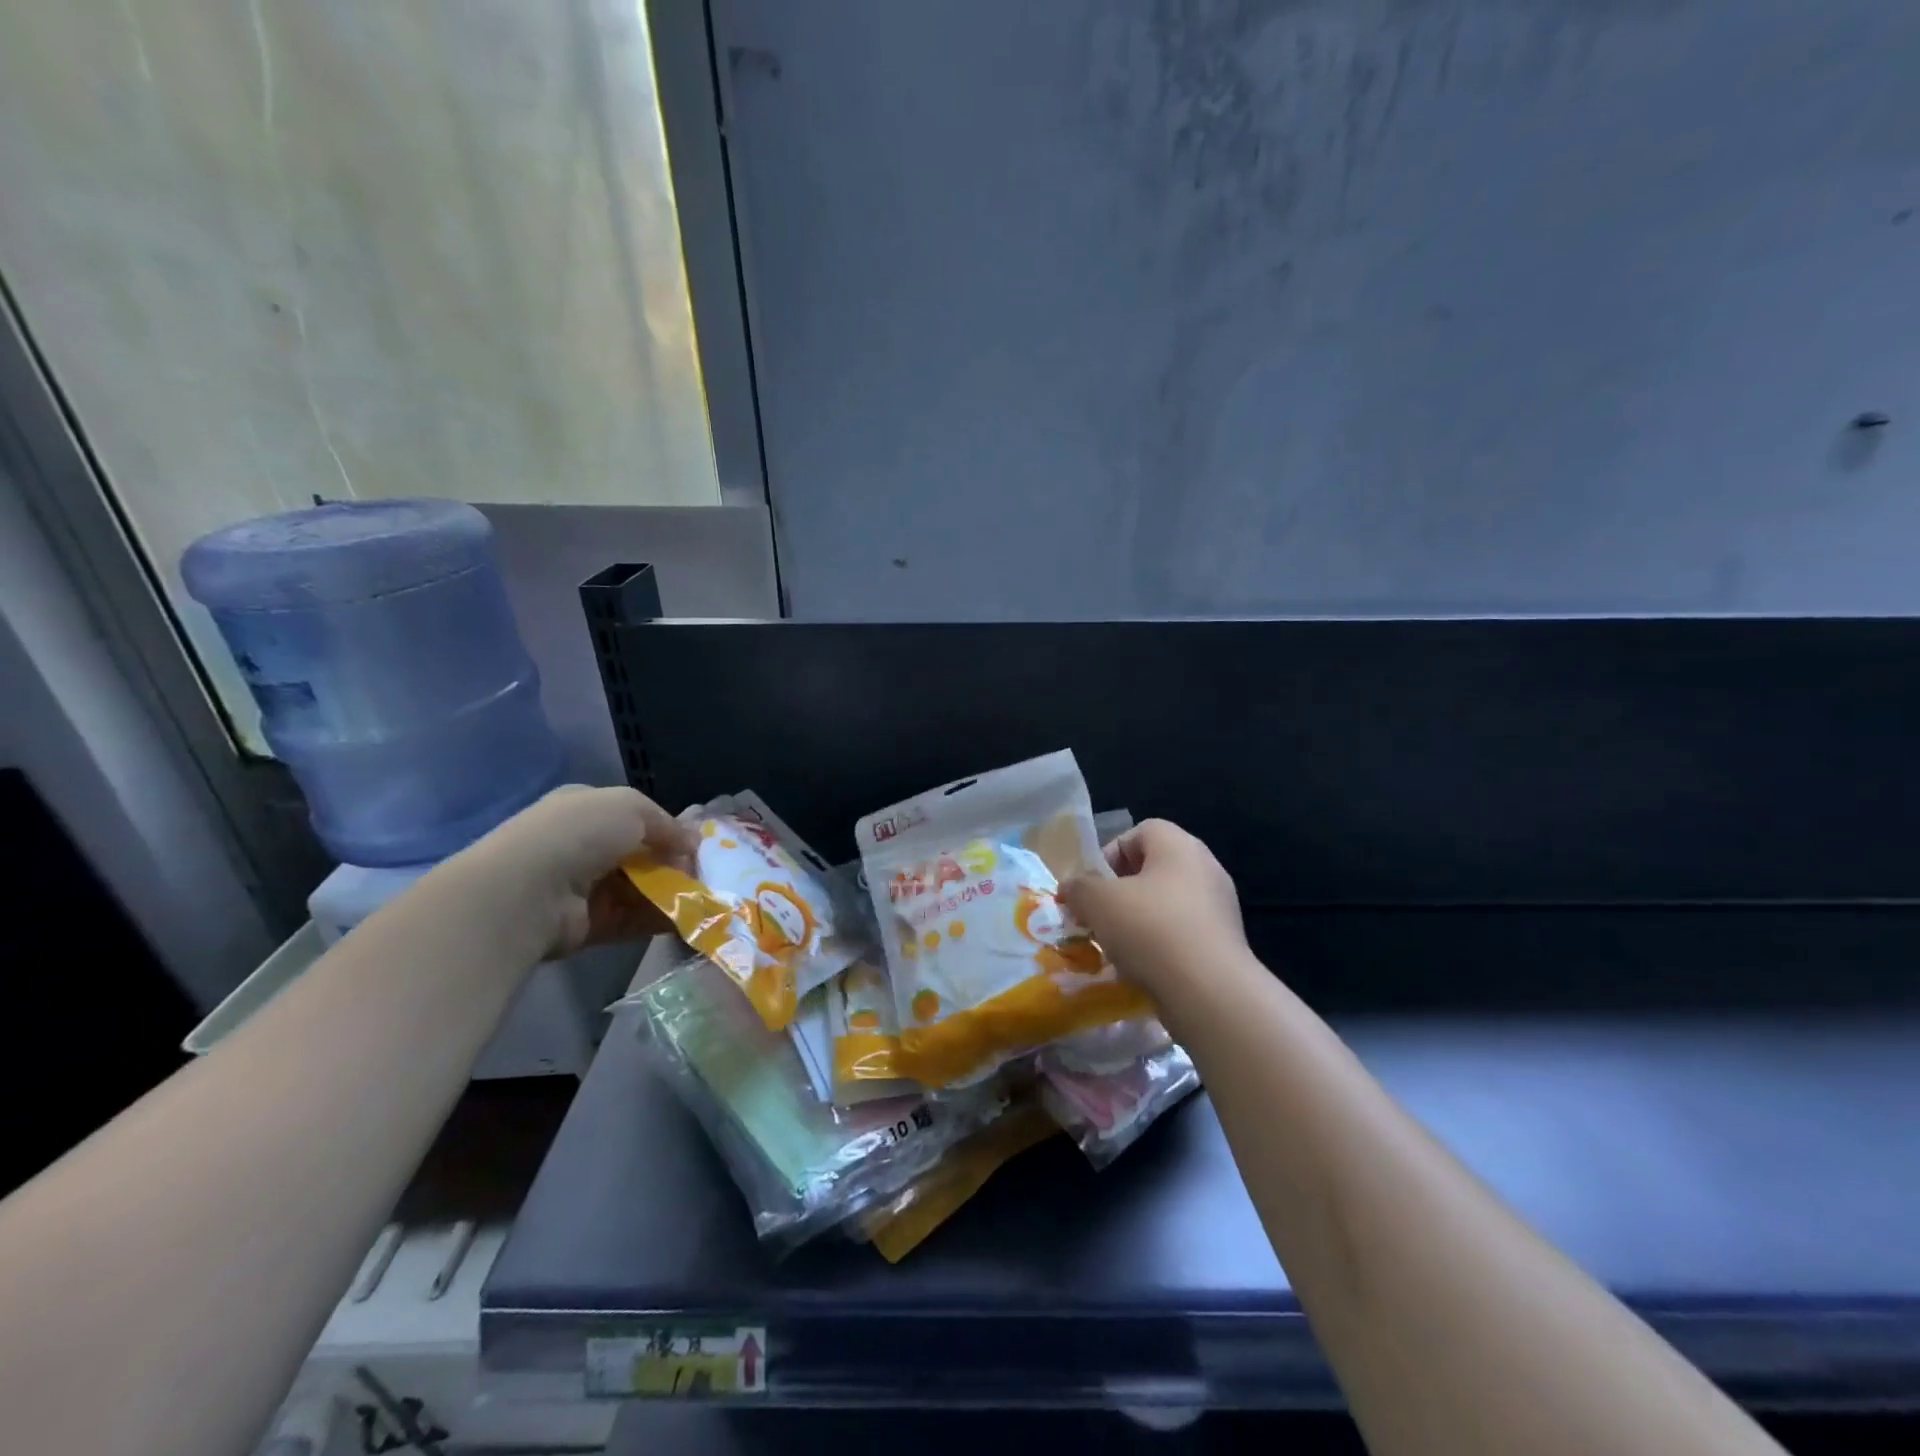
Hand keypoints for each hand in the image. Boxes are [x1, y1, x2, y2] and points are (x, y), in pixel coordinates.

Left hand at [455, 785, 697, 958]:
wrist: (526, 892)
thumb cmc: (578, 834)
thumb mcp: (631, 807)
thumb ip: (667, 824)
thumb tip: (692, 844)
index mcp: (587, 809)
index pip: (637, 818)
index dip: (670, 831)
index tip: (699, 846)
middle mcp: (583, 846)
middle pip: (642, 855)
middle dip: (675, 864)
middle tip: (706, 876)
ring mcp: (583, 887)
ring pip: (640, 889)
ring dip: (671, 893)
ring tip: (703, 900)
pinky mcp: (587, 925)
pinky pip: (632, 919)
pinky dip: (658, 919)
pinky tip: (686, 919)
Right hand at [1059, 819, 1246, 999]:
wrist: (1210, 993)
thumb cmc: (1151, 930)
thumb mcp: (1098, 901)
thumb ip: (1079, 887)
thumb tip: (1071, 887)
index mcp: (1179, 846)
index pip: (1140, 832)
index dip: (1110, 853)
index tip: (1092, 886)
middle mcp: (1205, 868)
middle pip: (1153, 869)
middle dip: (1120, 892)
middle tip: (1098, 916)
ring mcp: (1219, 907)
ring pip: (1166, 904)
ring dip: (1138, 921)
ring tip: (1116, 946)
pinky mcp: (1224, 943)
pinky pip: (1182, 933)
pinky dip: (1160, 945)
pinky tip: (1142, 968)